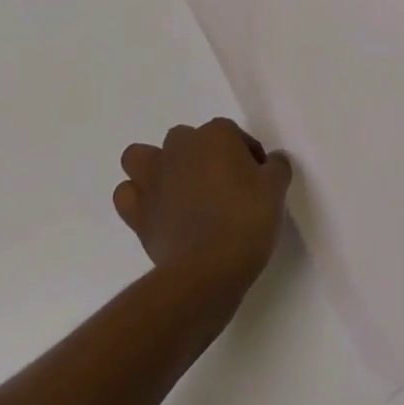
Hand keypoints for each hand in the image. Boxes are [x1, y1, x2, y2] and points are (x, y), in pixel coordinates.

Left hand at [114, 119, 292, 298]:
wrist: (208, 270)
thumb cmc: (246, 220)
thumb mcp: (276, 188)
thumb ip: (276, 166)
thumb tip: (272, 162)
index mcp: (215, 134)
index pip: (233, 135)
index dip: (246, 157)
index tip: (255, 182)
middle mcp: (180, 147)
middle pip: (188, 140)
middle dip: (200, 157)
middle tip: (220, 187)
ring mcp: (154, 178)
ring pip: (141, 156)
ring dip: (155, 168)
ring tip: (176, 191)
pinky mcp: (137, 212)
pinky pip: (127, 195)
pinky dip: (137, 200)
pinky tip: (156, 213)